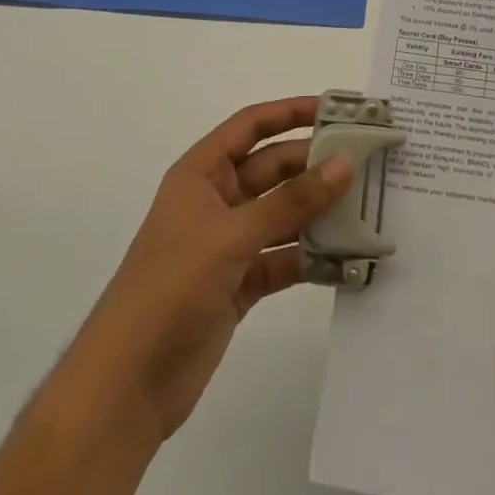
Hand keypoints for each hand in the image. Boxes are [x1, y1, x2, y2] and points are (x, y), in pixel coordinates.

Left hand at [74, 97, 352, 443]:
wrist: (127, 385)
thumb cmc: (171, 288)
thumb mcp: (232, 235)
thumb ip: (291, 201)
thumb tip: (344, 163)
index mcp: (201, 175)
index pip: (251, 126)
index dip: (290, 112)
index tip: (337, 110)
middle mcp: (217, 201)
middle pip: (273, 169)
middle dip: (315, 165)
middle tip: (367, 161)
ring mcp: (229, 244)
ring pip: (283, 214)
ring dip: (319, 212)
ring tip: (367, 206)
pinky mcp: (240, 283)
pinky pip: (284, 257)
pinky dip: (311, 257)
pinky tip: (346, 258)